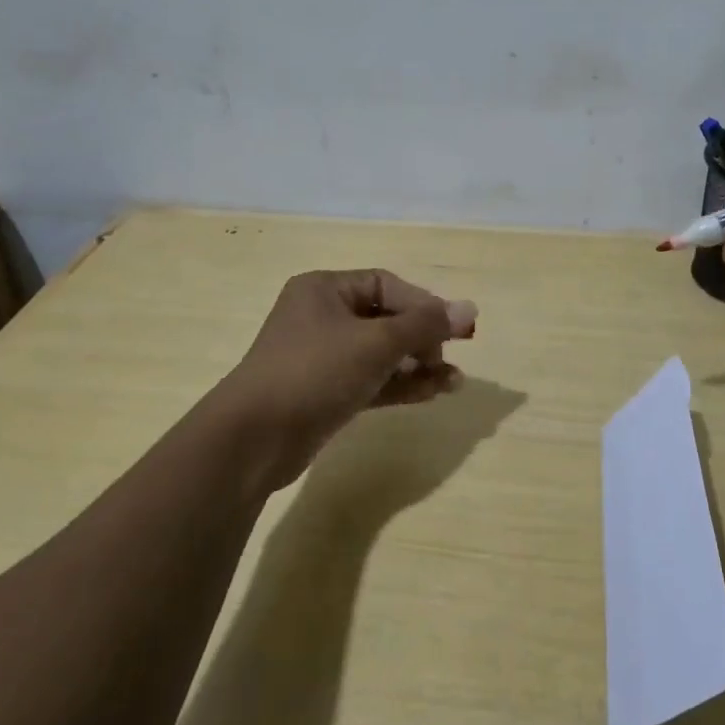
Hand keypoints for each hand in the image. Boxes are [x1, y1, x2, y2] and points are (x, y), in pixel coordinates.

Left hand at [216, 269, 476, 490]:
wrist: (253, 439)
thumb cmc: (315, 372)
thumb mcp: (376, 343)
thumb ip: (425, 325)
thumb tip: (470, 308)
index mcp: (325, 289)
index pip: (387, 285)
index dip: (425, 305)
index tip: (455, 329)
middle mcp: (322, 316)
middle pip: (386, 318)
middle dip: (423, 339)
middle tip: (448, 358)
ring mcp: (322, 357)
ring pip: (381, 353)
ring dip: (418, 365)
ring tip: (454, 383)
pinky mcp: (325, 392)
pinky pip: (371, 380)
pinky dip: (400, 384)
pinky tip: (433, 393)